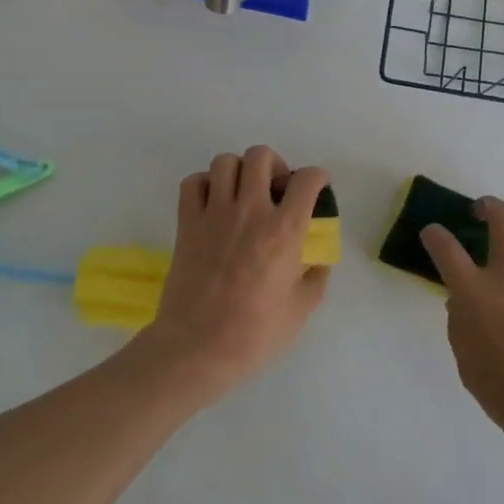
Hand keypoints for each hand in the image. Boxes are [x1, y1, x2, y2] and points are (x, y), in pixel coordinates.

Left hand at [137, 145, 330, 398]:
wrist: (197, 348)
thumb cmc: (254, 334)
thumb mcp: (300, 310)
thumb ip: (315, 279)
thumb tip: (316, 262)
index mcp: (284, 230)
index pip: (306, 180)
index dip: (316, 177)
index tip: (315, 187)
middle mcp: (250, 211)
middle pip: (261, 156)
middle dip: (274, 165)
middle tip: (275, 189)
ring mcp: (215, 214)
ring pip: (225, 162)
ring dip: (238, 171)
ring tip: (242, 192)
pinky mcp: (187, 223)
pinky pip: (192, 183)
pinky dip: (204, 184)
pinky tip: (212, 203)